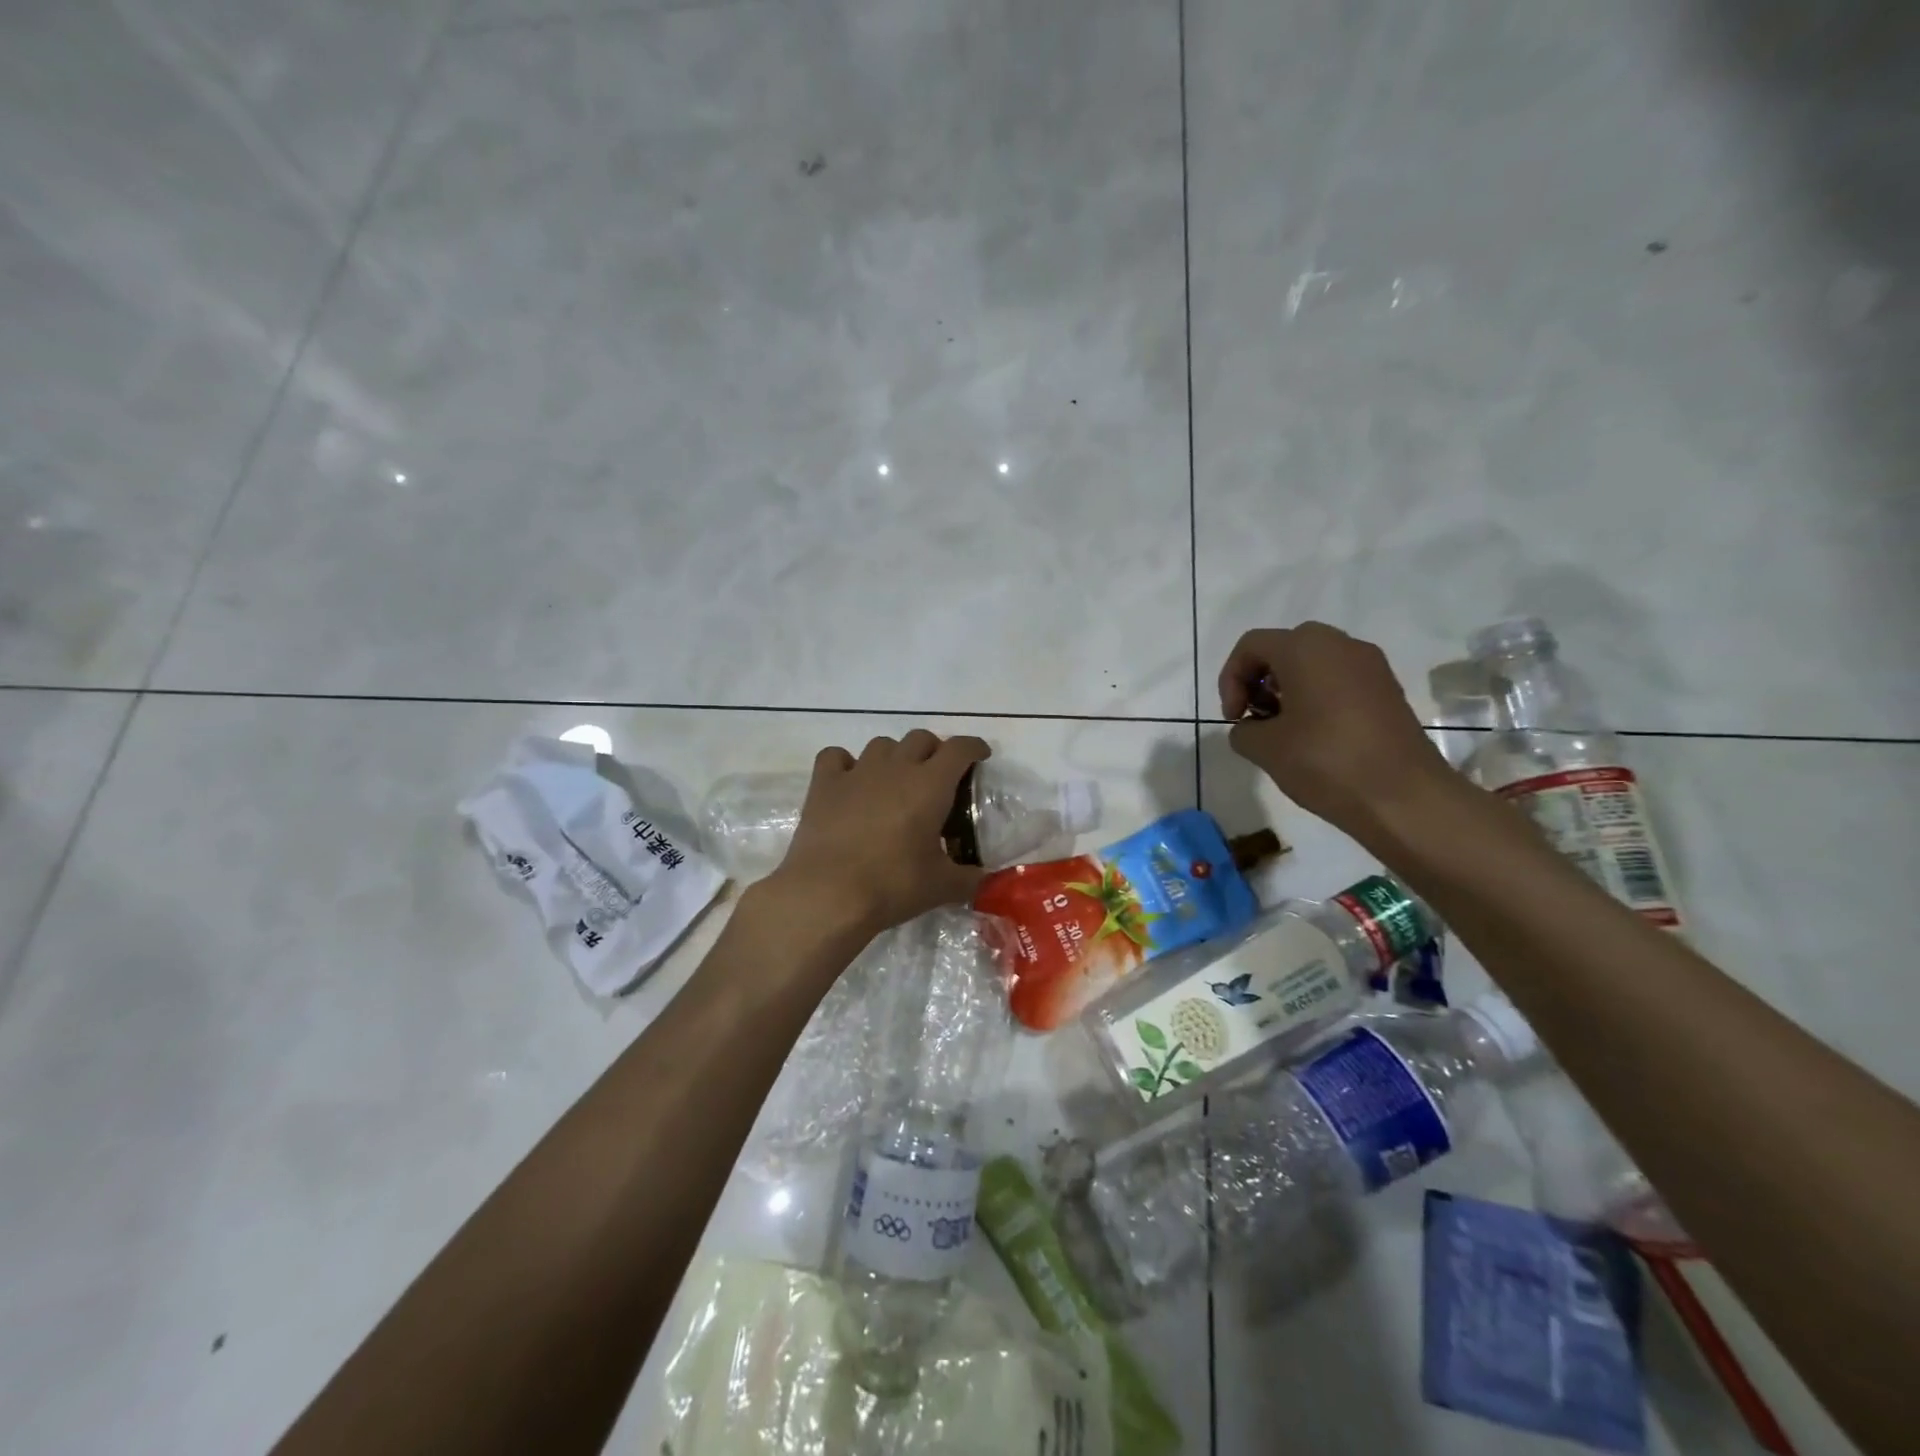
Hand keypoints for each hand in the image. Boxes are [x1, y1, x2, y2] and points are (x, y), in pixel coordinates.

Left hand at [765, 730, 991, 938]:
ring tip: (896, 781)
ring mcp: (857, 772)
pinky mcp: (824, 784)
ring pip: (881, 745)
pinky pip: (836, 756)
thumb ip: (969, 878)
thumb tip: (985, 880)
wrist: (828, 894)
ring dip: (894, 756)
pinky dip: (846, 764)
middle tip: (938, 776)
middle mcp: (895, 767)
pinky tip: (850, 782)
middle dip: (934, 750)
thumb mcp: (941, 886)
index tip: (980, 756)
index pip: (959, 748)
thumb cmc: (893, 885)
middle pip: (920, 738)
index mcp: (930, 785)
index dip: (973, 747)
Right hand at [1219, 622, 1451, 834]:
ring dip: (1288, 690)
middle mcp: (1340, 644)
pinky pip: (1339, 680)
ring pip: (1314, 663)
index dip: (1230, 679)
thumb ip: (1243, 730)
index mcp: (1305, 648)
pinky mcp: (1388, 689)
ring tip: (1284, 731)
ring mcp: (1371, 665)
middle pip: (1284, 649)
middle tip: (1256, 718)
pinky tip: (1315, 737)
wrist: (1404, 797)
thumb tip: (1251, 727)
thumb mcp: (1264, 748)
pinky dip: (1317, 698)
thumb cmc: (1326, 761)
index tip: (1233, 719)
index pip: (1251, 645)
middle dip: (1260, 681)